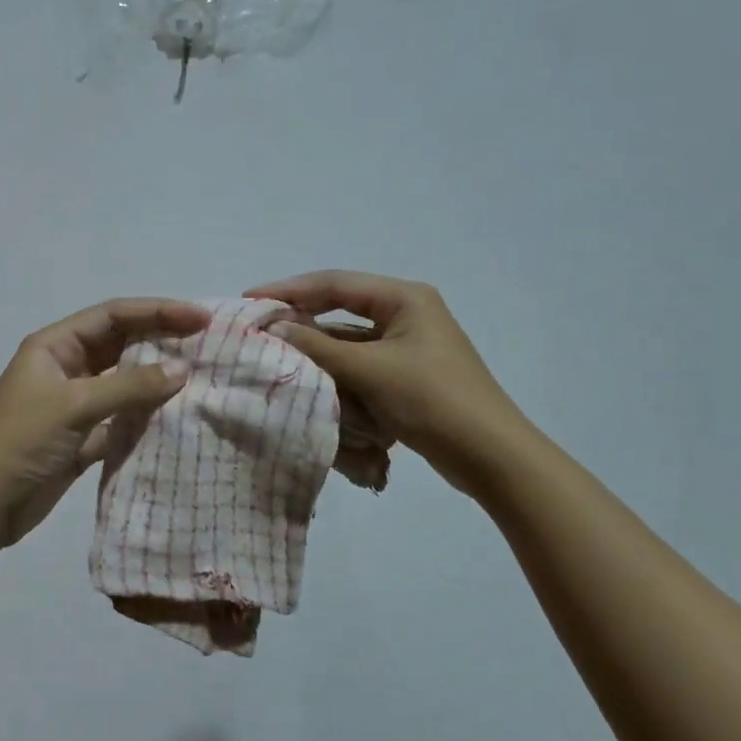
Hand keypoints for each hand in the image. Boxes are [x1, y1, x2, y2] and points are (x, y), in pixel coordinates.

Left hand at [0, 298, 210, 549]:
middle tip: (208, 346)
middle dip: (161, 341)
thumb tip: (182, 370)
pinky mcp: (81, 438)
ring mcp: (74, 404)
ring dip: (156, 380)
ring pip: (124, 382)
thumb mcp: (73, 405)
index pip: (114, 315)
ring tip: (201, 379)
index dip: (157, 311)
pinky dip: (145, 418)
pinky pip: (121, 419)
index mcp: (55, 346)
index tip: (200, 319)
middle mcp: (66, 368)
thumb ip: (129, 386)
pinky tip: (176, 419)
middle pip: (121, 345)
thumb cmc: (20, 442)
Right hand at [245, 271, 528, 493]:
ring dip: (319, 356)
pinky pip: (361, 369)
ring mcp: (407, 348)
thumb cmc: (432, 400)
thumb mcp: (369, 370)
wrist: (491, 457)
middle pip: (340, 312)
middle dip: (302, 325)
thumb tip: (272, 327)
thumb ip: (317, 347)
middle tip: (259, 331)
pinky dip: (338, 378)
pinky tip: (313, 389)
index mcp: (404, 298)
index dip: (289, 290)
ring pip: (348, 344)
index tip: (250, 301)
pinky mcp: (406, 378)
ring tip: (278, 362)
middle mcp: (406, 315)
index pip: (335, 284)